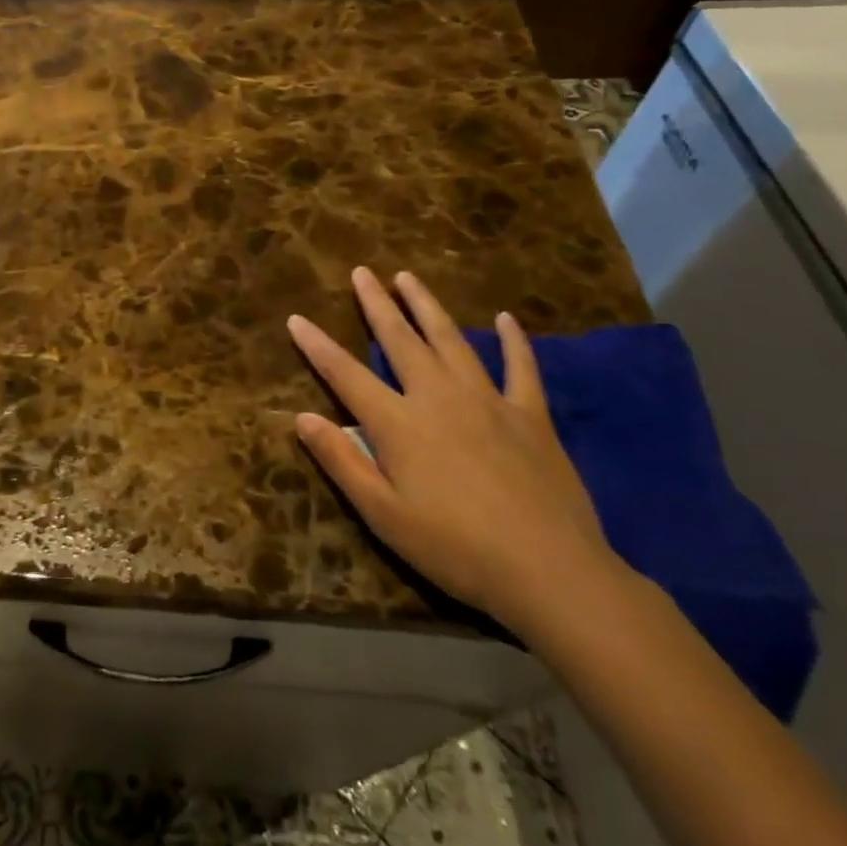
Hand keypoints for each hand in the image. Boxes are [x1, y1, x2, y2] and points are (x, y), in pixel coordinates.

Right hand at [288, 268, 619, 633]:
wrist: (550, 573)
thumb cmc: (455, 549)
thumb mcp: (383, 515)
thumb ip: (341, 461)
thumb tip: (301, 417)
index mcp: (398, 424)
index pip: (345, 374)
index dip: (317, 346)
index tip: (296, 318)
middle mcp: (438, 398)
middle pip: (400, 341)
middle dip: (376, 304)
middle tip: (362, 272)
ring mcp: (488, 401)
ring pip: (451, 340)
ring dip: (427, 306)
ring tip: (408, 277)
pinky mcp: (531, 416)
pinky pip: (521, 368)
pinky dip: (514, 341)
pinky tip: (507, 319)